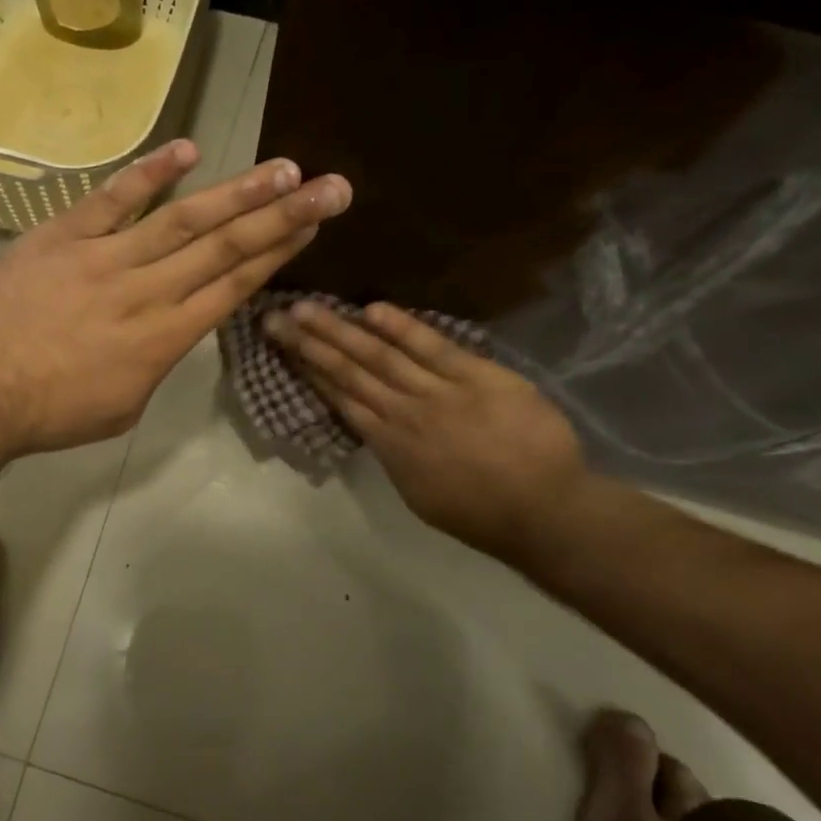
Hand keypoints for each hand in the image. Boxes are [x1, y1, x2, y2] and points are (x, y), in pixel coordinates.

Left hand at [0, 141, 351, 458]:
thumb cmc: (51, 412)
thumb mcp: (123, 405)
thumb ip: (157, 361)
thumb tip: (173, 328)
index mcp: (165, 339)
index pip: (234, 286)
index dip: (279, 252)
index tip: (313, 224)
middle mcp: (148, 292)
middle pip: (224, 248)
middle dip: (282, 216)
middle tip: (330, 186)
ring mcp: (105, 258)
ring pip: (182, 220)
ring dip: (235, 192)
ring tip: (281, 168)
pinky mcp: (63, 236)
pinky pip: (113, 199)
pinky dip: (149, 173)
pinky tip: (187, 149)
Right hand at [265, 300, 587, 560]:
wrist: (545, 510)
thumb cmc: (482, 513)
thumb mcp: (420, 493)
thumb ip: (395, 455)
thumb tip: (374, 426)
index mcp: (389, 445)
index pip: (340, 398)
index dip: (309, 370)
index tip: (284, 347)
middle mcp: (403, 413)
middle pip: (348, 371)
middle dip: (309, 343)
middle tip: (275, 317)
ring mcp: (438, 392)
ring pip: (379, 356)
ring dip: (340, 330)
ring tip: (307, 308)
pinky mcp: (476, 377)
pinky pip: (433, 348)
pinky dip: (403, 328)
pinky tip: (372, 310)